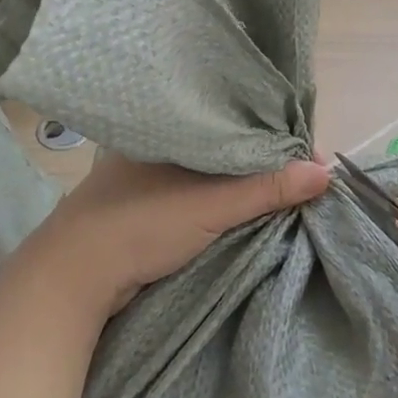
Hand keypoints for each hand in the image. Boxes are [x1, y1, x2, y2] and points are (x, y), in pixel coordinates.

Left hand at [25, 153, 331, 320]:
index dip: (275, 137)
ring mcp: (149, 174)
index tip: (307, 158)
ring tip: (284, 190)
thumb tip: (326, 172)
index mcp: (170, 124)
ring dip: (243, 182)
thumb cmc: (141, 224)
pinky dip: (222, 198)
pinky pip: (198, 191)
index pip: (236, 119)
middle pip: (228, 144)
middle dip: (264, 160)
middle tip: (302, 177)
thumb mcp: (213, 205)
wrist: (71, 278)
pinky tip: (245, 205)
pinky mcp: (146, 204)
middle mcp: (161, 142)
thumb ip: (268, 188)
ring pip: (212, 170)